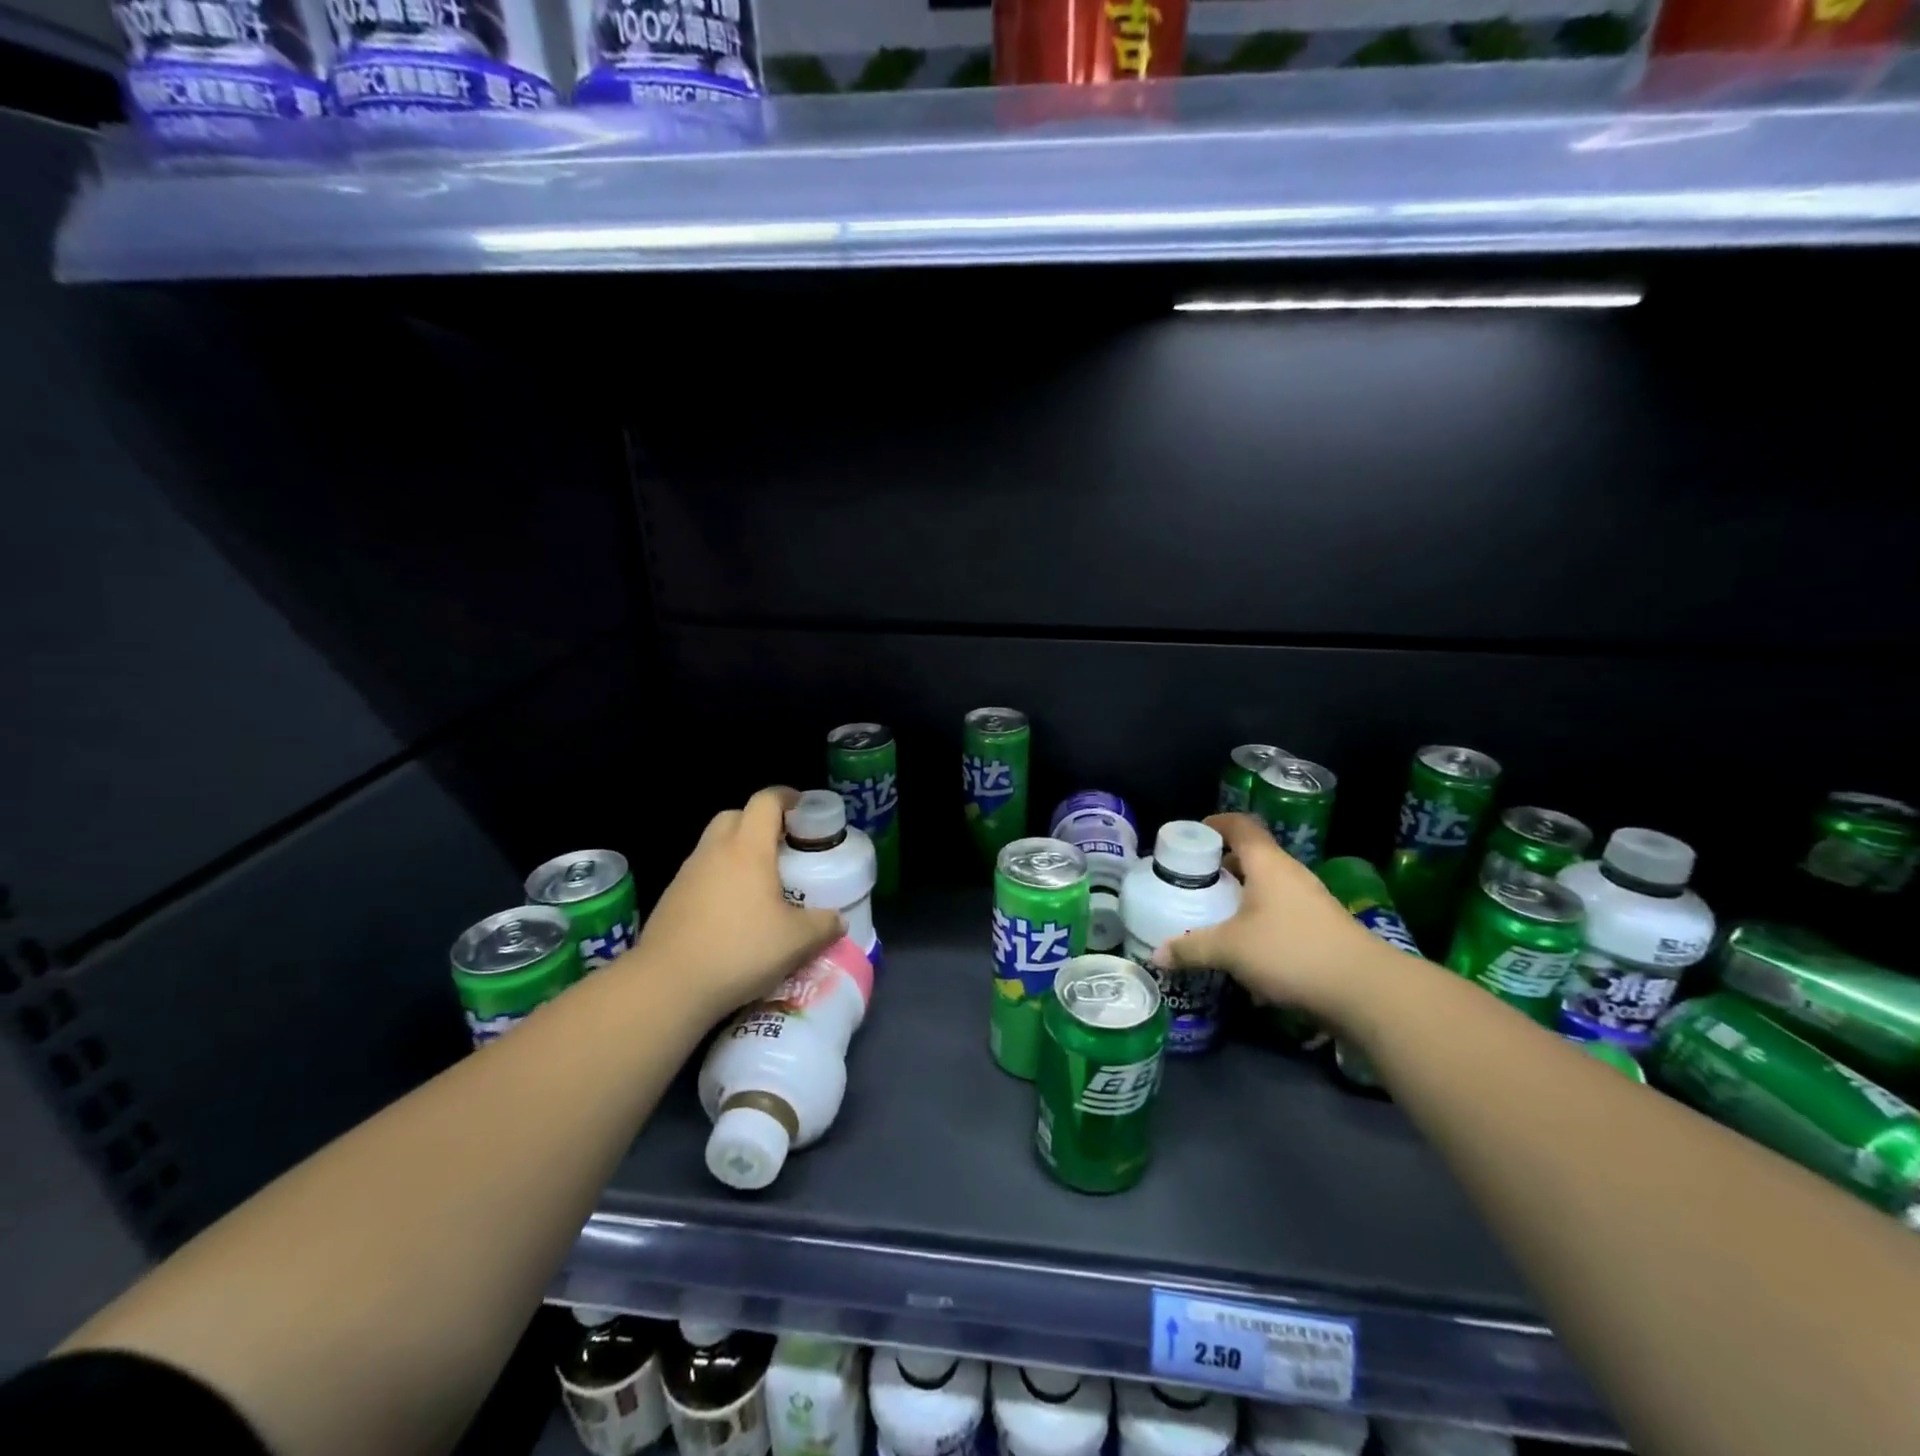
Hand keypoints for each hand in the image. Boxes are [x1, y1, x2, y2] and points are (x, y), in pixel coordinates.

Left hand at [632, 787, 843, 1022]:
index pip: (766, 801)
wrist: (667, 985)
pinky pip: (701, 874)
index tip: (805, 808)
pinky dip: (719, 879)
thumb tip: (837, 920)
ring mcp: (687, 874)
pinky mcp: (671, 899)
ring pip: (715, 845)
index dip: (787, 797)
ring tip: (760, 883)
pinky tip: (732, 912)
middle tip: (782, 847)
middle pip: (735, 815)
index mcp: (748, 848)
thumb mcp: (796, 942)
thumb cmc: (739, 950)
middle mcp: (715, 851)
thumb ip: (824, 926)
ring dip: (737, 852)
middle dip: (759, 822)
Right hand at [1153, 813, 1403, 1022]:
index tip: (1192, 833)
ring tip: (1216, 916)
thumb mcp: (1230, 949)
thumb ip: (1191, 948)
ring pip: (1268, 888)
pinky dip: (1260, 923)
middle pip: (1253, 857)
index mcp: (1268, 864)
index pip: (1240, 826)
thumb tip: (1157, 955)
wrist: (1366, 990)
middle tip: (1195, 881)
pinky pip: (1282, 914)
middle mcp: (1291, 875)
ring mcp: (1312, 902)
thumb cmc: (1291, 951)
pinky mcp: (1323, 930)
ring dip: (1242, 897)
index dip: (1215, 823)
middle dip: (1223, 866)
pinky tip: (1247, 953)